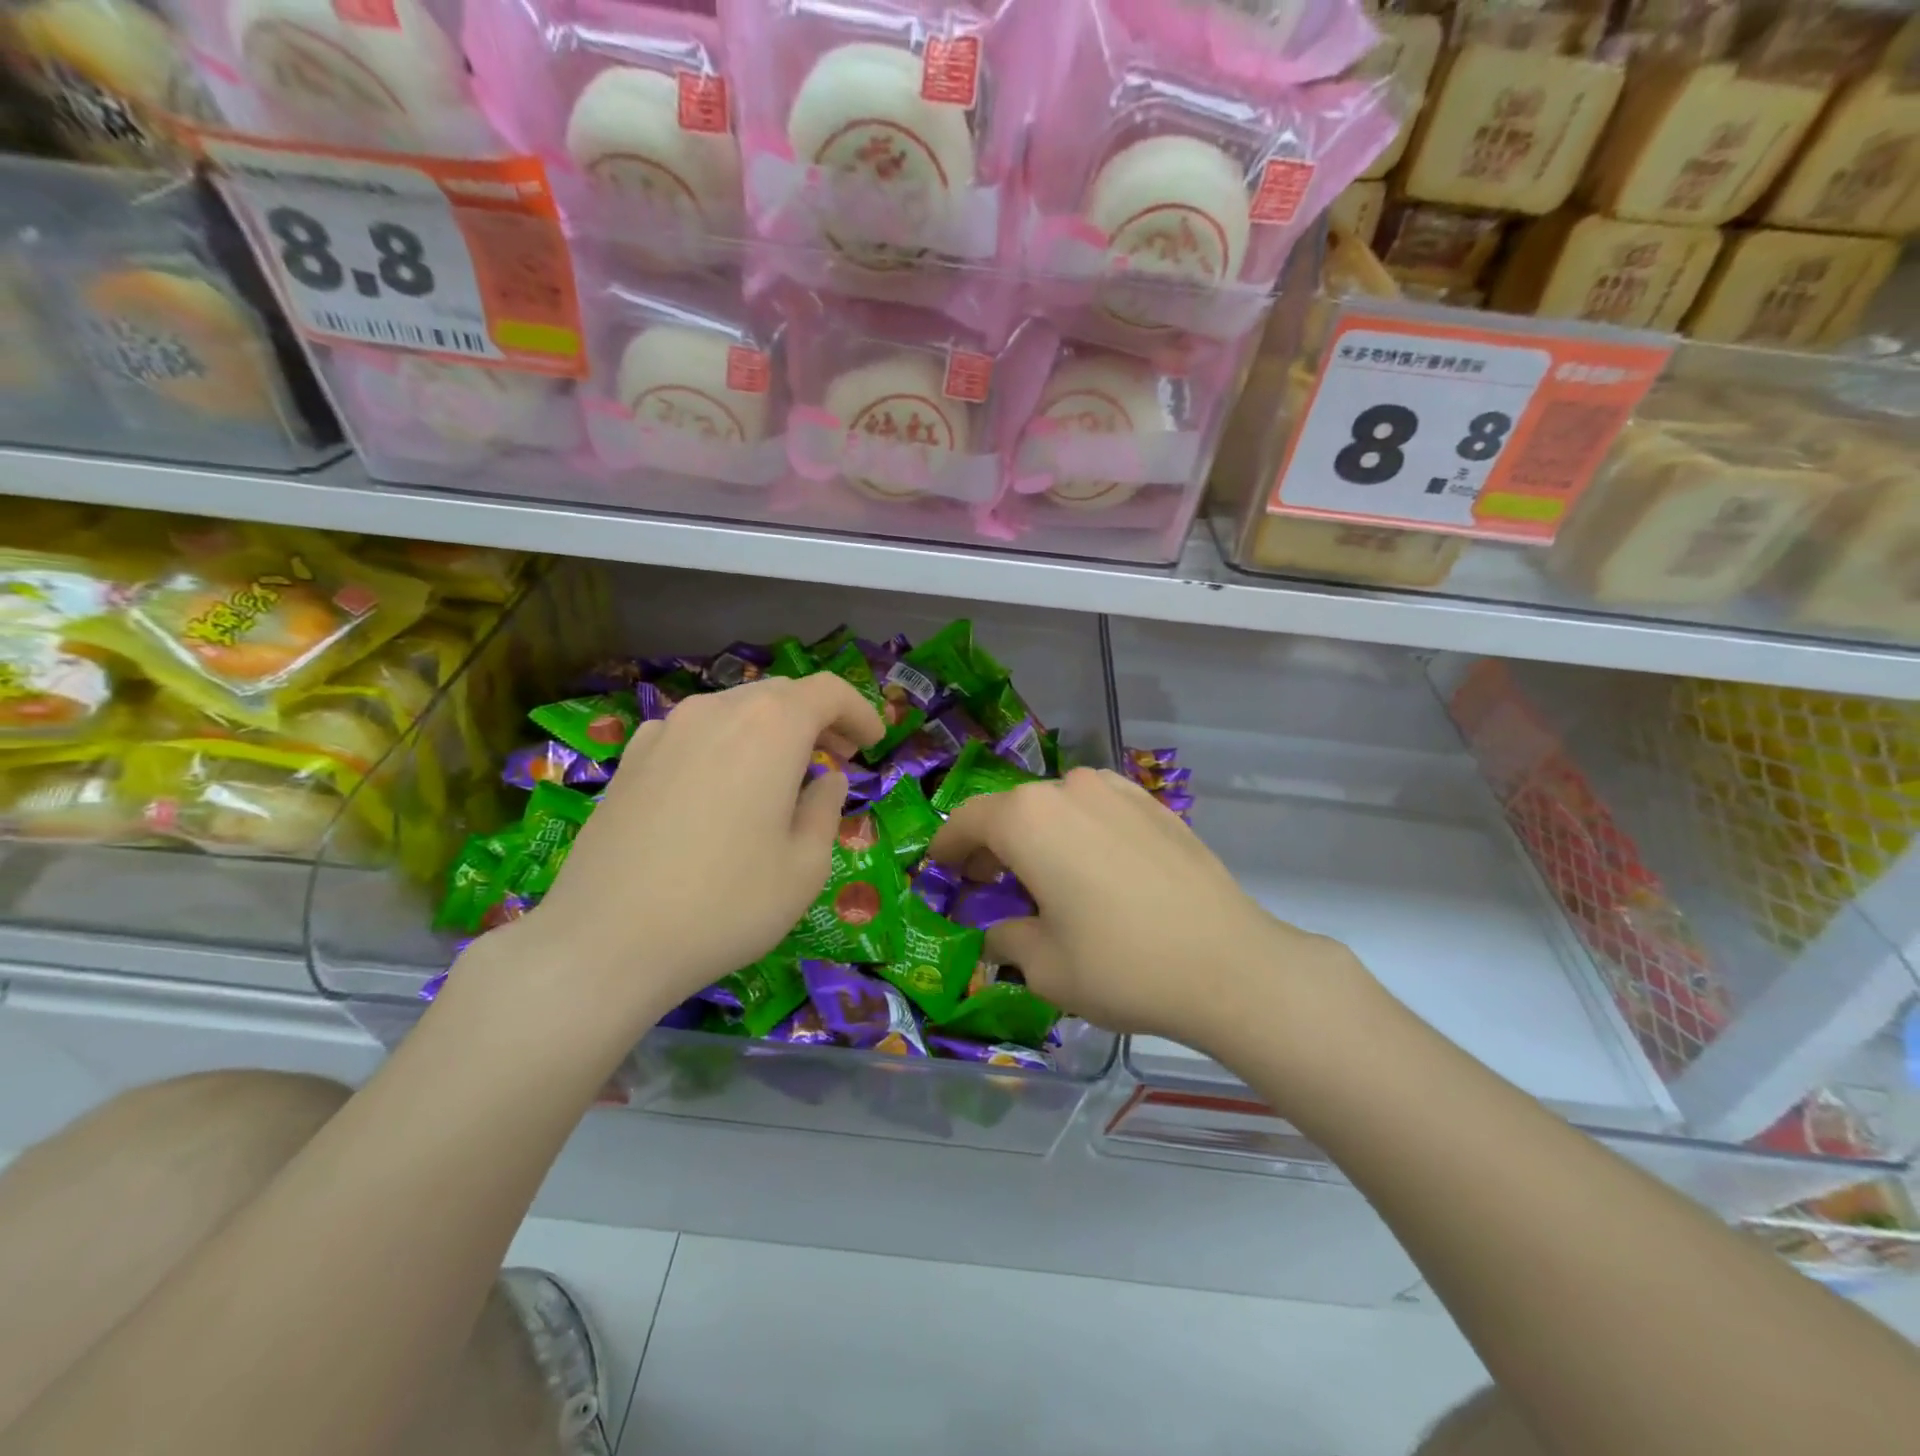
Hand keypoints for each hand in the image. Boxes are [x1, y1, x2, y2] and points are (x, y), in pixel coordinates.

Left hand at [484, 674, 882, 1034]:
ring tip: (781, 776)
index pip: (828, 691)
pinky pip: (694, 732)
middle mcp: (717, 711)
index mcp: (771, 727)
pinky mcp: (631, 758)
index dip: (860, 711)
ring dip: (771, 731)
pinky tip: (721, 787)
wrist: (606, 941)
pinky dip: (725, 744)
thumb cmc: (727, 904)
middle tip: (836, 760)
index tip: (874, 744)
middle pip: (781, 694)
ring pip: (735, 709)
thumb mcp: (805, 866)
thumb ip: (826, 809)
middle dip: (818, 719)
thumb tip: (826, 779)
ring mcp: (666, 730)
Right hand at [928, 768, 1357, 1052]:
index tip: (939, 869)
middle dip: (993, 844)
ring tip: (1044, 877)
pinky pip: (1097, 810)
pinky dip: (1078, 832)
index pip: (968, 820)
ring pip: (1056, 806)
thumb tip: (999, 931)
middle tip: (988, 883)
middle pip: (1012, 810)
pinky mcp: (1154, 805)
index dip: (947, 846)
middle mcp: (1068, 788)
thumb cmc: (1120, 965)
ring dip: (1038, 835)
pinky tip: (1092, 870)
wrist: (1229, 964)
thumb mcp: (1043, 965)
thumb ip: (1006, 937)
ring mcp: (1117, 791)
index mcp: (1028, 818)